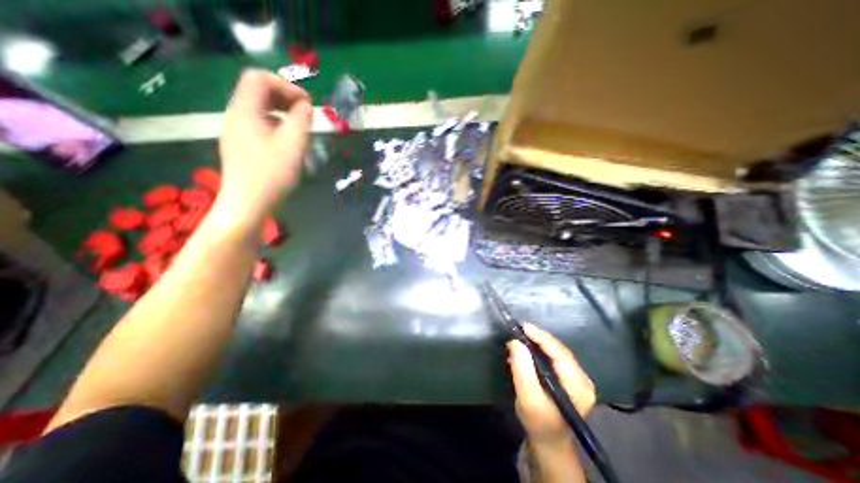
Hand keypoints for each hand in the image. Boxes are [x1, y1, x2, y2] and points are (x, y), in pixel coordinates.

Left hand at [218, 67, 311, 222]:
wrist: (248, 203)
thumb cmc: (272, 174)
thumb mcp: (293, 145)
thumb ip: (301, 120)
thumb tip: (306, 106)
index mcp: (245, 110)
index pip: (260, 77)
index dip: (286, 85)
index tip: (307, 104)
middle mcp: (236, 115)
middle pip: (258, 91)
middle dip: (286, 97)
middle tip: (307, 115)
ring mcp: (237, 130)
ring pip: (260, 108)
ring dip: (283, 112)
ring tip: (301, 129)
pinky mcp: (242, 144)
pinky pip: (259, 123)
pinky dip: (277, 125)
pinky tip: (289, 142)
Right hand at [505, 323, 594, 446]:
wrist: (547, 440)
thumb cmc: (537, 421)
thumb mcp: (527, 397)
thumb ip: (522, 369)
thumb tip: (516, 341)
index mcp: (578, 386)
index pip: (560, 353)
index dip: (542, 337)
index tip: (523, 326)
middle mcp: (583, 379)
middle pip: (559, 350)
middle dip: (539, 338)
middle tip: (519, 330)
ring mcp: (579, 378)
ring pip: (557, 351)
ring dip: (538, 342)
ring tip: (521, 336)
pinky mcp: (571, 378)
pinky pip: (555, 357)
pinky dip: (540, 349)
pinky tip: (529, 347)